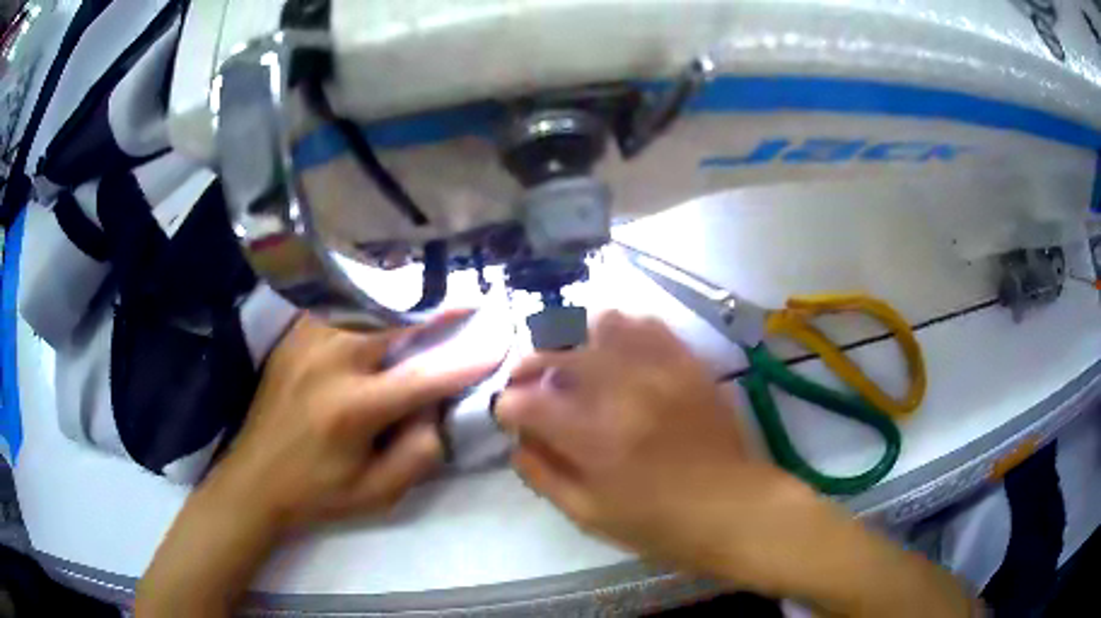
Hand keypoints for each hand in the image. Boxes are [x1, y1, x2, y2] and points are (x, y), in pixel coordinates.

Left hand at [137, 313, 498, 616]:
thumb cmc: (318, 493)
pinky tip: (382, 302)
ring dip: (404, 298)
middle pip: (395, 321)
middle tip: (471, 298)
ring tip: (432, 295)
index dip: (466, 361)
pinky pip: (338, 306)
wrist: (254, 479)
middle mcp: (329, 363)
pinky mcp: (293, 336)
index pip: (423, 378)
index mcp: (351, 409)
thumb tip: (438, 408)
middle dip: (439, 308)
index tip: (499, 343)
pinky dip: (367, 300)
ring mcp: (307, 342)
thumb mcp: (377, 495)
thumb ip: (419, 453)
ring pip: (365, 304)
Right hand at [496, 311, 810, 582]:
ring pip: (602, 324)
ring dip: (578, 341)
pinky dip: (623, 332)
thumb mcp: (589, 515)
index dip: (507, 406)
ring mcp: (661, 370)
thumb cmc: (659, 524)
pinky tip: (619, 352)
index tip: (510, 414)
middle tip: (530, 382)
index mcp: (594, 439)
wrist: (732, 509)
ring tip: (577, 363)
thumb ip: (544, 475)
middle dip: (529, 365)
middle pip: (557, 352)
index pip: (525, 402)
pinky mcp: (688, 363)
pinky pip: (648, 325)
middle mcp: (624, 393)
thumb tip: (517, 442)